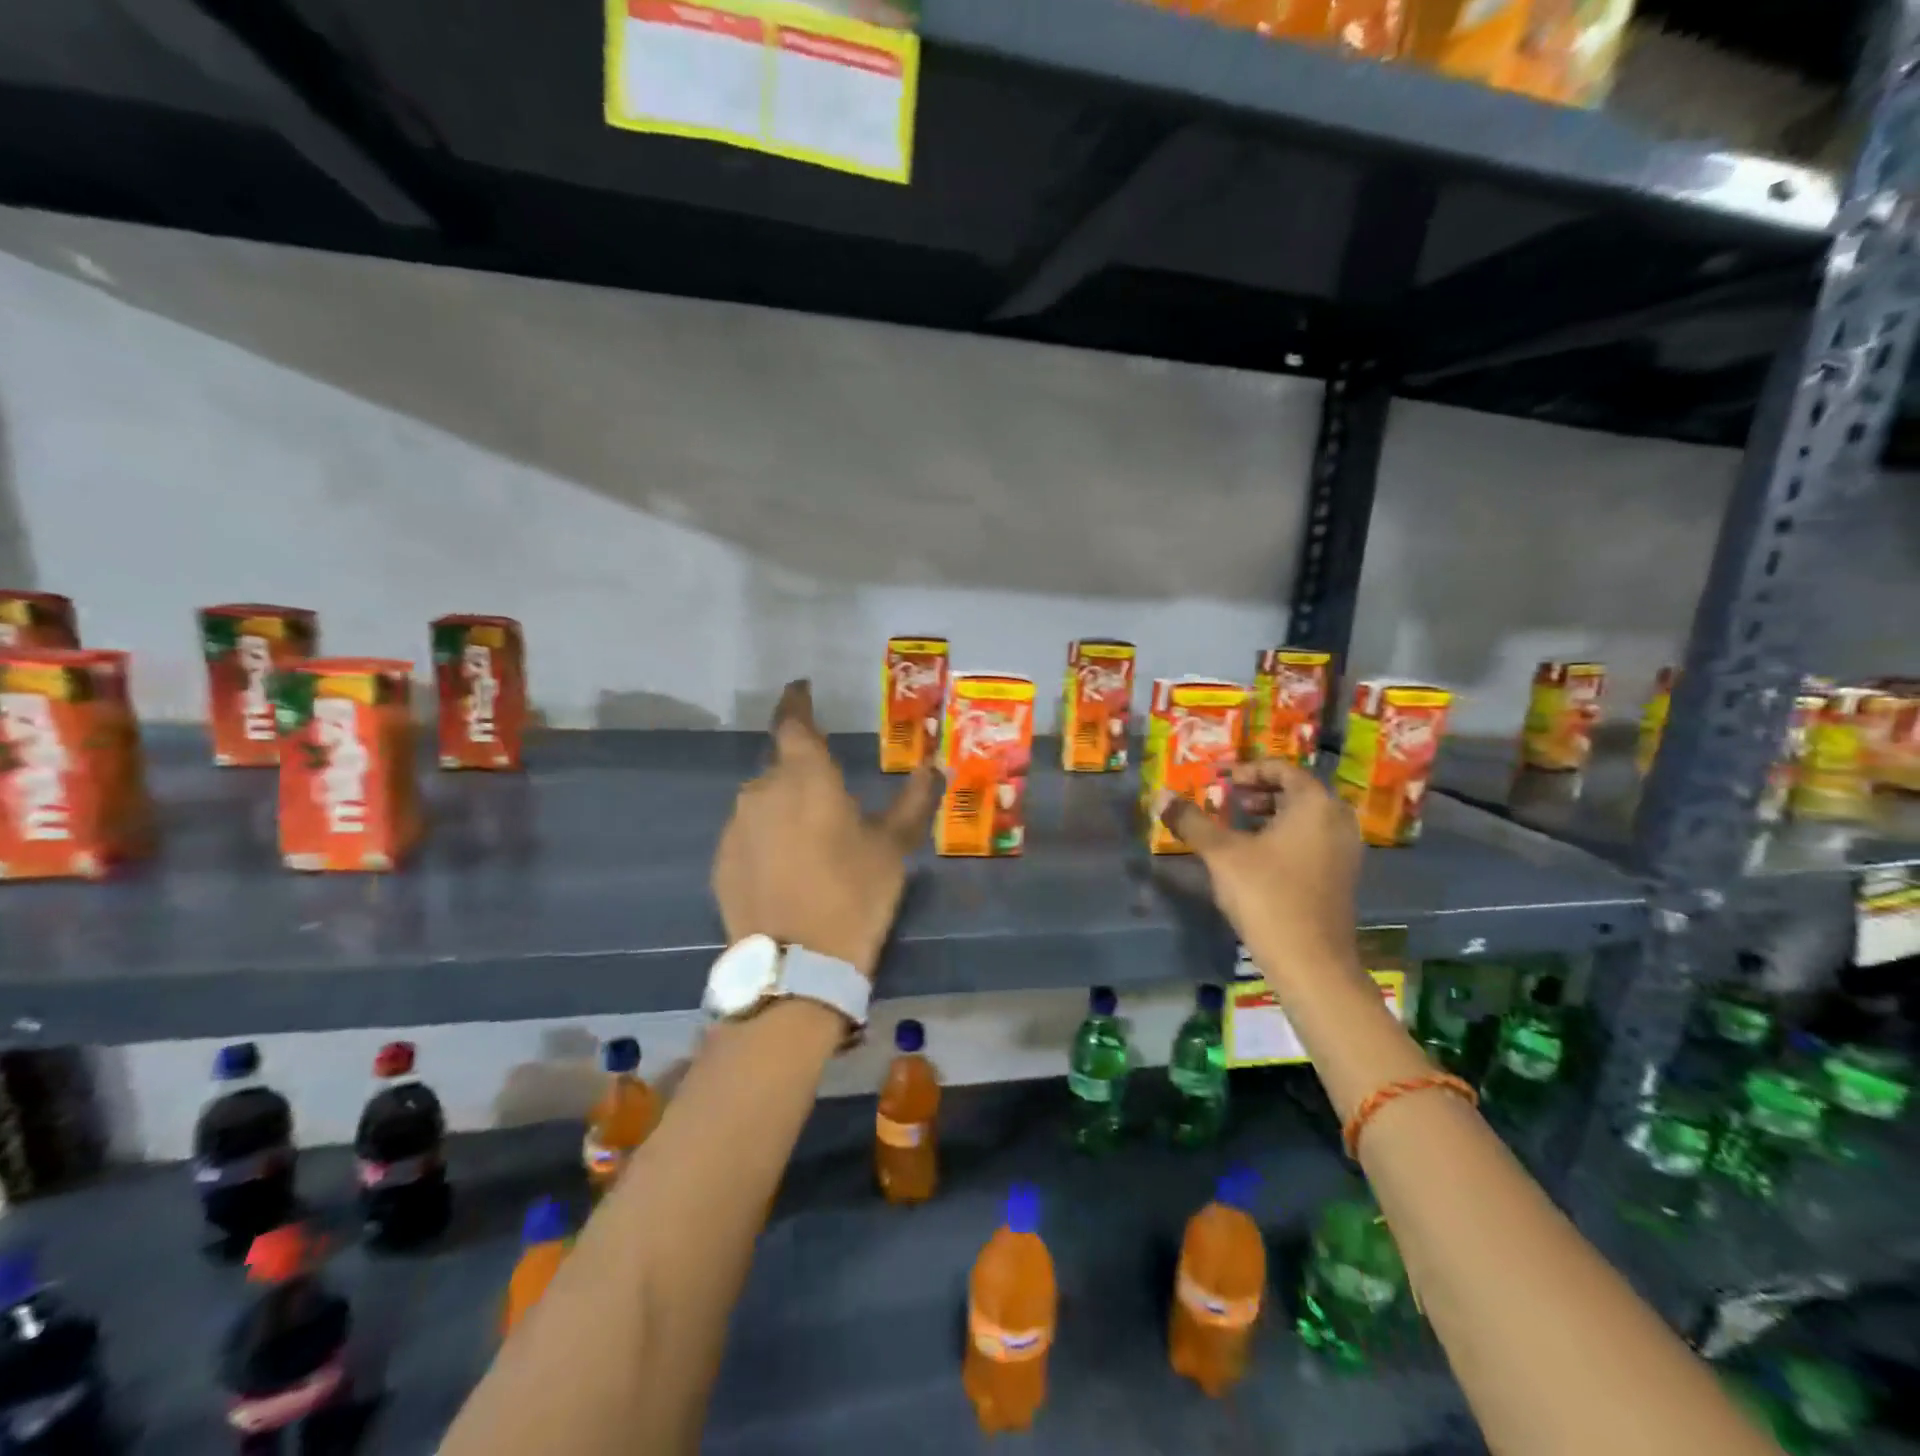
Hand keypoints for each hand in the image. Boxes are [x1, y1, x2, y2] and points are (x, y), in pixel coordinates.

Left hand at [712, 680, 939, 977]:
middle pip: (782, 765)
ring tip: (813, 838)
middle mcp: (762, 789)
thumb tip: (933, 766)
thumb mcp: (892, 847)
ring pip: (764, 801)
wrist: (796, 964)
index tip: (802, 689)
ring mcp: (736, 826)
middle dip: (804, 770)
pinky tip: (788, 868)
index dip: (798, 701)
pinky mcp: (722, 861)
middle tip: (831, 795)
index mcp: (804, 775)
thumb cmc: (853, 893)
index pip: (793, 720)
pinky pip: (749, 834)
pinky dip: (768, 838)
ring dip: (786, 807)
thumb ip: (912, 801)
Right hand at [1159, 758, 1362, 974]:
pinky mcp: (1342, 876)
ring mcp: (1345, 850)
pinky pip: (1313, 839)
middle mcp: (1338, 820)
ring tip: (1238, 825)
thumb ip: (1192, 821)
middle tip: (1229, 799)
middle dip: (1260, 791)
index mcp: (1315, 804)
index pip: (1283, 769)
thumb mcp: (1222, 854)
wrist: (1311, 961)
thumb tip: (1161, 795)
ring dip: (1272, 814)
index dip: (1249, 769)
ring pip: (1306, 817)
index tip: (1221, 780)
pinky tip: (1258, 856)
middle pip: (1298, 791)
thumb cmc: (1267, 895)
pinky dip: (1286, 835)